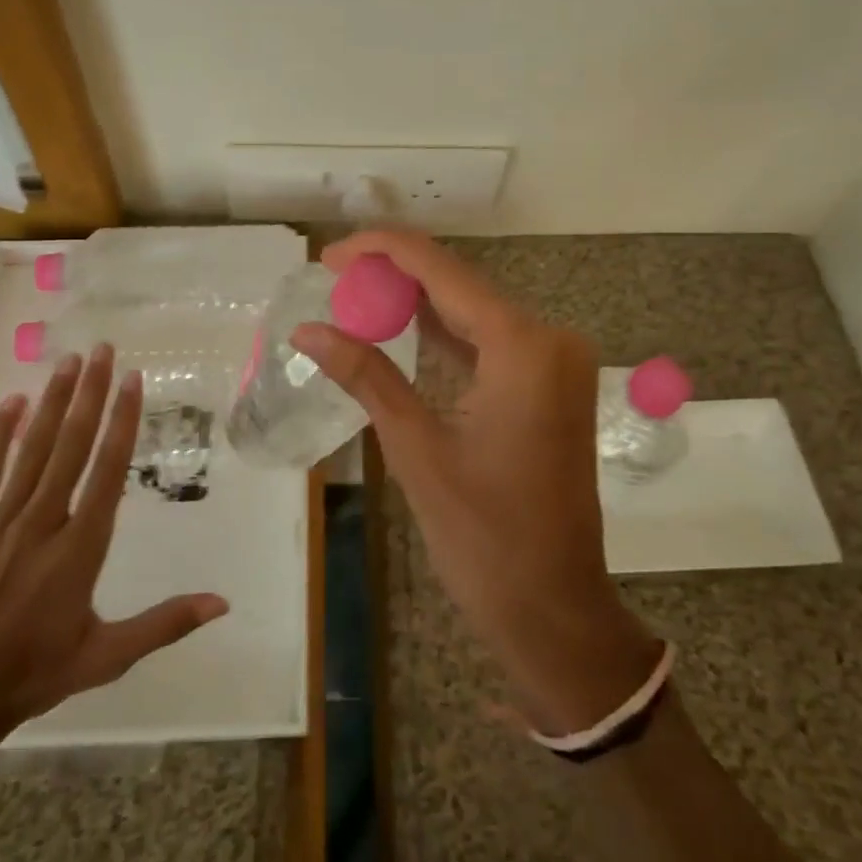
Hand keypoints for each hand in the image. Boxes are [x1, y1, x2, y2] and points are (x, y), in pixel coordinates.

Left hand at [0, 346, 228, 752]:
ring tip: (68, 361)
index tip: (131, 381)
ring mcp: (0, 521)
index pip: (107, 470)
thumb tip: (222, 603)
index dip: (121, 421)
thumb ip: (164, 623)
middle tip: (101, 350)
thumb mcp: (107, 656)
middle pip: (70, 445)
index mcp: (79, 547)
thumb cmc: (35, 671)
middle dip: (89, 394)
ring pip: (31, 449)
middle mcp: (42, 522)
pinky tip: (12, 402)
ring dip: (51, 402)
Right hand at [293, 232, 658, 735]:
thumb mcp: (416, 450)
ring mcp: (555, 361)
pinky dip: (444, 333)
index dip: (381, 251)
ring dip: (416, 301)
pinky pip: (490, 340)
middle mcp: (548, 339)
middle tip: (332, 279)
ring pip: (473, 309)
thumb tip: (306, 330)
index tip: (328, 256)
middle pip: (459, 282)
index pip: (441, 270)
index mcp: (522, 347)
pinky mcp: (550, 384)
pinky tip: (398, 328)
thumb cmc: (485, 539)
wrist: (555, 610)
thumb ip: (365, 376)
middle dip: (394, 274)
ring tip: (352, 296)